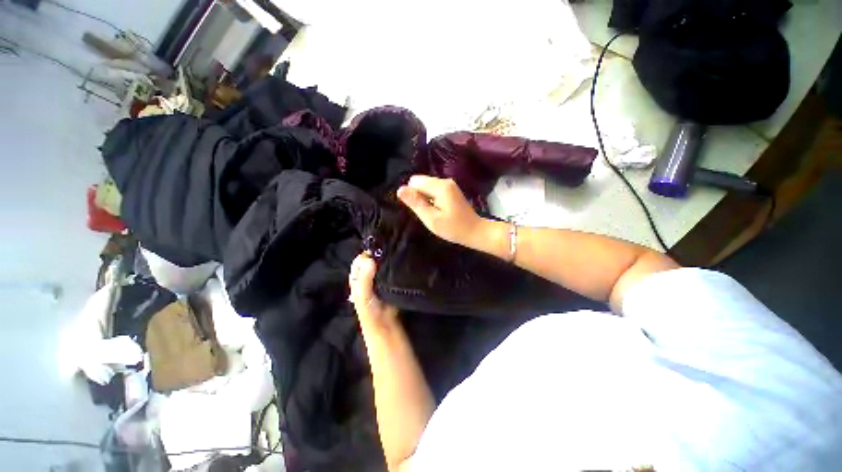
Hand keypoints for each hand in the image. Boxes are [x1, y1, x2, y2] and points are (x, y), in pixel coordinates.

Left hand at [349, 252, 398, 327]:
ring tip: (395, 252)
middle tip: (388, 248)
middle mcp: (366, 277)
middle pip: (370, 261)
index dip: (365, 255)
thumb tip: (370, 260)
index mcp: (356, 279)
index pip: (359, 262)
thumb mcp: (363, 295)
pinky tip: (399, 261)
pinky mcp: (390, 282)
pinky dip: (393, 266)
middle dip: (377, 255)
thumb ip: (365, 278)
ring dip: (386, 260)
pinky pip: (391, 271)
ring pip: (381, 265)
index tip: (376, 251)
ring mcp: (379, 279)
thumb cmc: (370, 311)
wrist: (385, 324)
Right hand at [396, 176, 482, 247]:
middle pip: (421, 182)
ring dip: (425, 199)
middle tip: (428, 213)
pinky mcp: (451, 189)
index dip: (412, 196)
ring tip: (434, 213)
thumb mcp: (431, 219)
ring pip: (426, 187)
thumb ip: (415, 203)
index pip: (415, 182)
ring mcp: (449, 184)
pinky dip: (432, 200)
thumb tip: (400, 189)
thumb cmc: (453, 228)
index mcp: (440, 186)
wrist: (474, 231)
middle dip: (419, 197)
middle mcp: (445, 181)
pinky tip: (438, 211)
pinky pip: (434, 190)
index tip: (420, 209)